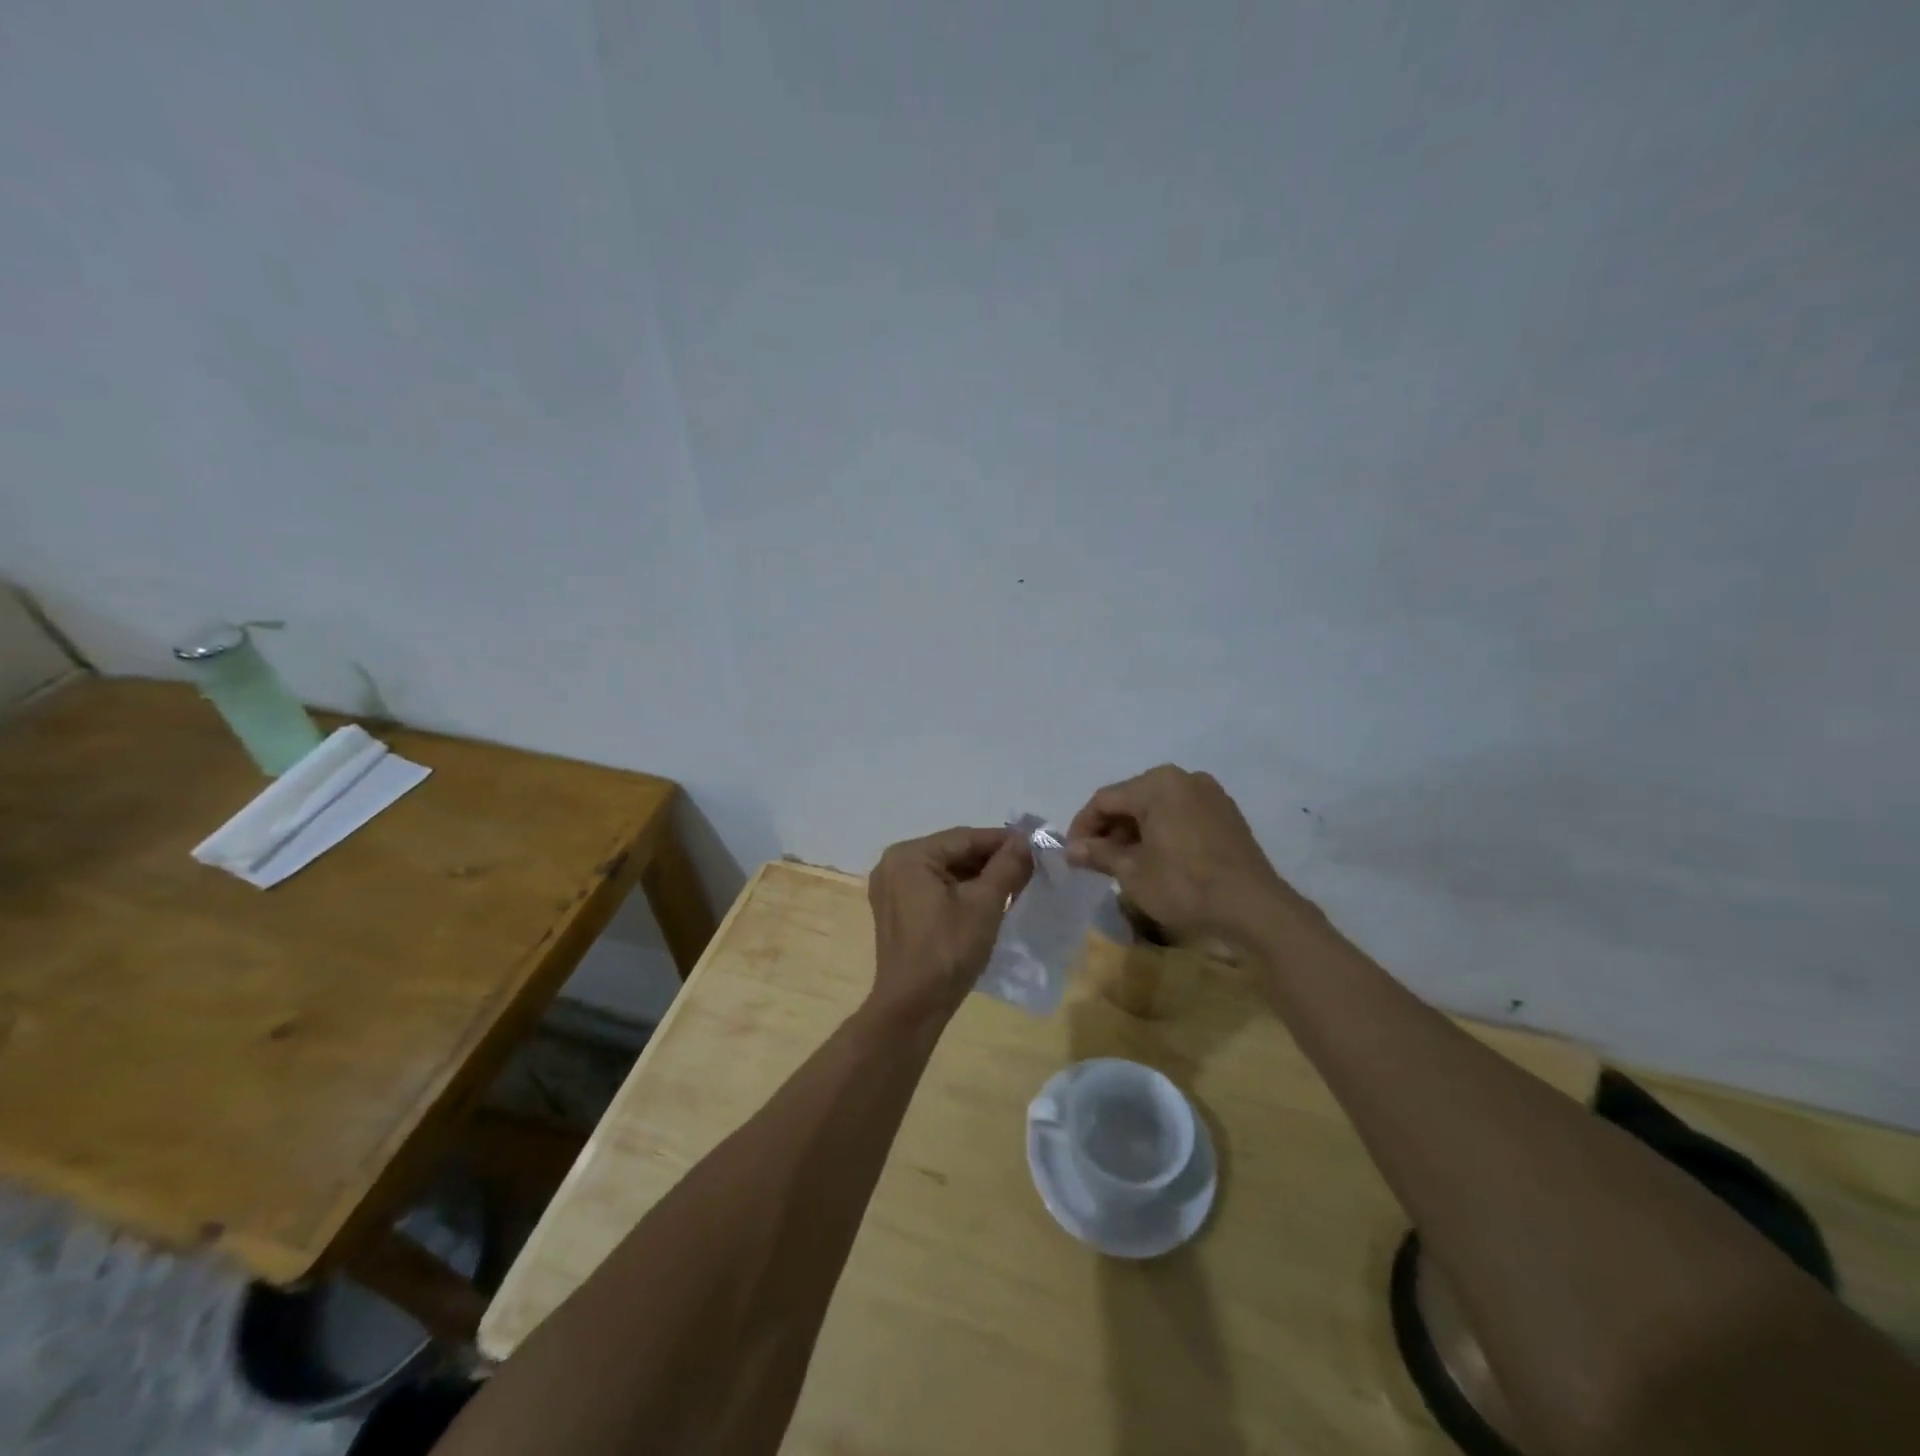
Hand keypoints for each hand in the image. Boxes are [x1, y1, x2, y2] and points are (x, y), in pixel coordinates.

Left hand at [866, 827, 1032, 1023]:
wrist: (913, 1007)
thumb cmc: (947, 950)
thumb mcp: (984, 904)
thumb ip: (1007, 866)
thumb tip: (1027, 839)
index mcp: (909, 856)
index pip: (964, 838)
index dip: (1003, 840)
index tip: (1036, 843)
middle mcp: (894, 864)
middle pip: (953, 852)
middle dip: (991, 860)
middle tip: (1030, 865)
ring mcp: (892, 888)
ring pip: (946, 870)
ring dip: (979, 876)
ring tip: (1016, 882)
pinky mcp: (897, 910)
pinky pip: (935, 888)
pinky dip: (962, 891)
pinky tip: (989, 899)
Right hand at [1067, 765, 1311, 945]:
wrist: (1253, 907)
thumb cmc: (1184, 885)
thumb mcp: (1133, 872)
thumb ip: (1099, 853)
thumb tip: (1072, 849)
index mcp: (1157, 784)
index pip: (1105, 799)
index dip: (1083, 827)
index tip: (1073, 855)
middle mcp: (1183, 778)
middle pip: (1132, 799)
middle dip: (1110, 830)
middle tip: (1097, 861)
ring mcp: (1209, 794)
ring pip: (1157, 808)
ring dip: (1136, 832)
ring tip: (1125, 864)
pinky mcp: (1226, 814)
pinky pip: (1181, 815)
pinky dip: (1162, 833)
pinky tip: (1158, 860)